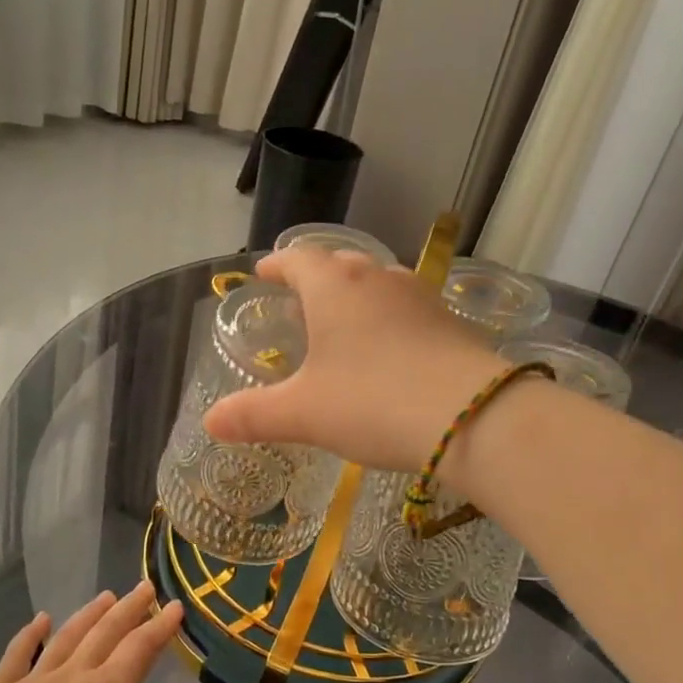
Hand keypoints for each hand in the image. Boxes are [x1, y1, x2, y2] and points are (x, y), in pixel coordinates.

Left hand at [0, 583, 184, 682]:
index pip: (141, 646)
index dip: (161, 625)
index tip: (176, 607)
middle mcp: (72, 677)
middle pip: (105, 632)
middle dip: (129, 607)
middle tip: (145, 588)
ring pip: (65, 637)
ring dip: (88, 614)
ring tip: (105, 597)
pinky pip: (14, 657)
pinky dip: (28, 634)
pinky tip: (40, 620)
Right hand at [203, 246, 508, 472]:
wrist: (473, 416)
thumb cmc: (373, 402)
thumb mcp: (304, 414)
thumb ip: (253, 415)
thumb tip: (210, 423)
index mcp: (334, 286)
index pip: (298, 259)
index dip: (277, 266)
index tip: (264, 272)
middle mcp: (378, 279)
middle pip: (340, 263)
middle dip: (317, 277)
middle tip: (301, 298)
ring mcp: (420, 297)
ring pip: (379, 282)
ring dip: (357, 295)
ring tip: (344, 321)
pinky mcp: (451, 322)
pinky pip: (408, 308)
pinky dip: (389, 319)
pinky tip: (391, 349)